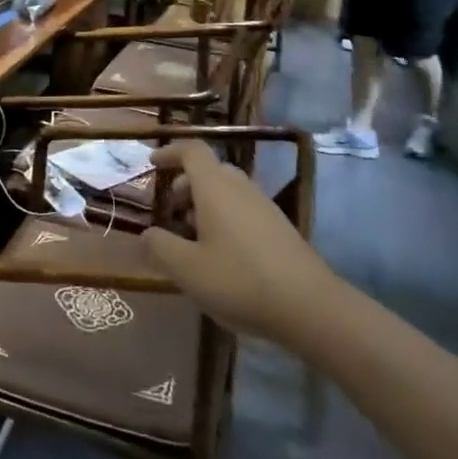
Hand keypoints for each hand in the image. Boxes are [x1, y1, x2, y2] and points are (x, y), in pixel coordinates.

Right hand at [137, 140, 329, 343]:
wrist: (310, 307)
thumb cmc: (240, 281)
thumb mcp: (187, 269)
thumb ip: (160, 247)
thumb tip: (147, 234)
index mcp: (215, 188)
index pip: (192, 151)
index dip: (170, 152)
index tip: (151, 164)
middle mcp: (241, 188)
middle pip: (210, 170)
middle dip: (185, 185)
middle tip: (170, 211)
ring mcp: (265, 207)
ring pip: (228, 191)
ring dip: (205, 204)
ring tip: (193, 238)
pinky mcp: (280, 229)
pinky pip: (244, 209)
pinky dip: (225, 218)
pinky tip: (222, 255)